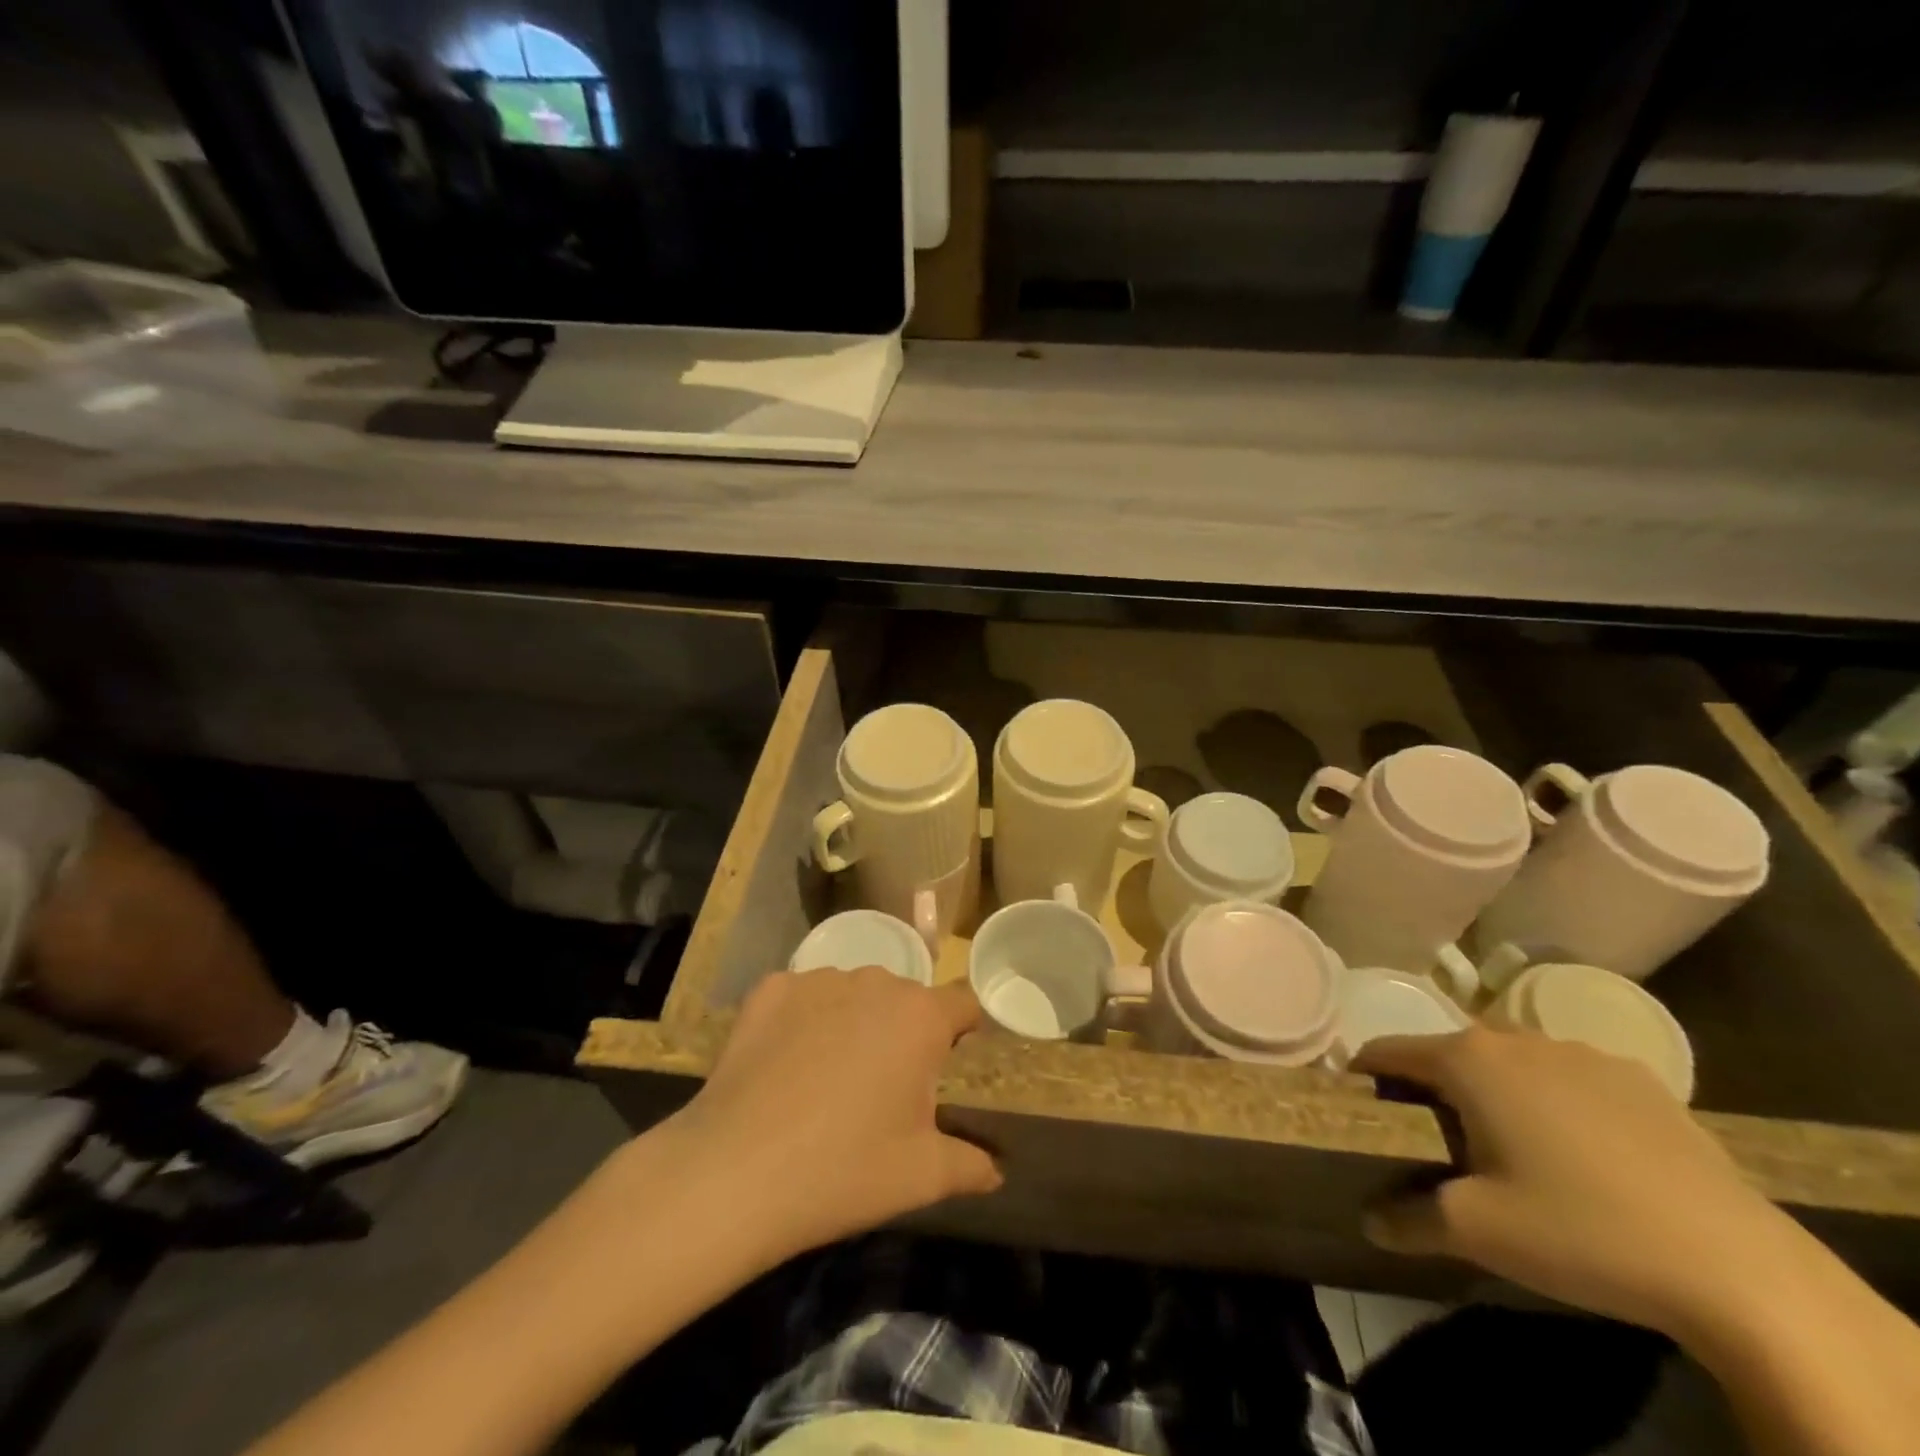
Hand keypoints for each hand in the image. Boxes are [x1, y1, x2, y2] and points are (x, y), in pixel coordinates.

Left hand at [665, 968, 1001, 1262]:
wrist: (735, 1173)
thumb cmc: (844, 1170)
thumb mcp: (923, 1177)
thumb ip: (971, 1165)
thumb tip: (997, 1170)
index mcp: (920, 1017)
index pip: (963, 1004)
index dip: (963, 1032)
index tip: (950, 1064)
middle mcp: (875, 982)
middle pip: (905, 999)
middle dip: (903, 1032)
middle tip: (884, 1087)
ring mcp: (818, 980)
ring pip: (853, 993)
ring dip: (854, 1022)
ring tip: (829, 1077)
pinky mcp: (770, 989)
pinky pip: (803, 996)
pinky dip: (803, 1020)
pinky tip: (786, 1063)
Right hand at [1354, 1026, 1797, 1338]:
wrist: (1740, 1271)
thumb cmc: (1581, 1232)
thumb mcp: (1476, 1232)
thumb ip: (1407, 1217)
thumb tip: (1369, 1220)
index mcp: (1467, 1059)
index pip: (1385, 1051)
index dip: (1363, 1081)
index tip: (1361, 1115)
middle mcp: (1516, 1038)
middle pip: (1447, 1053)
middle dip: (1431, 1090)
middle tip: (1436, 1144)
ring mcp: (1582, 1053)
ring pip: (1510, 1062)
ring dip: (1494, 1092)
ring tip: (1511, 1151)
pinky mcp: (1641, 1080)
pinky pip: (1569, 1078)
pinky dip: (1555, 1101)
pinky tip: (1583, 1156)